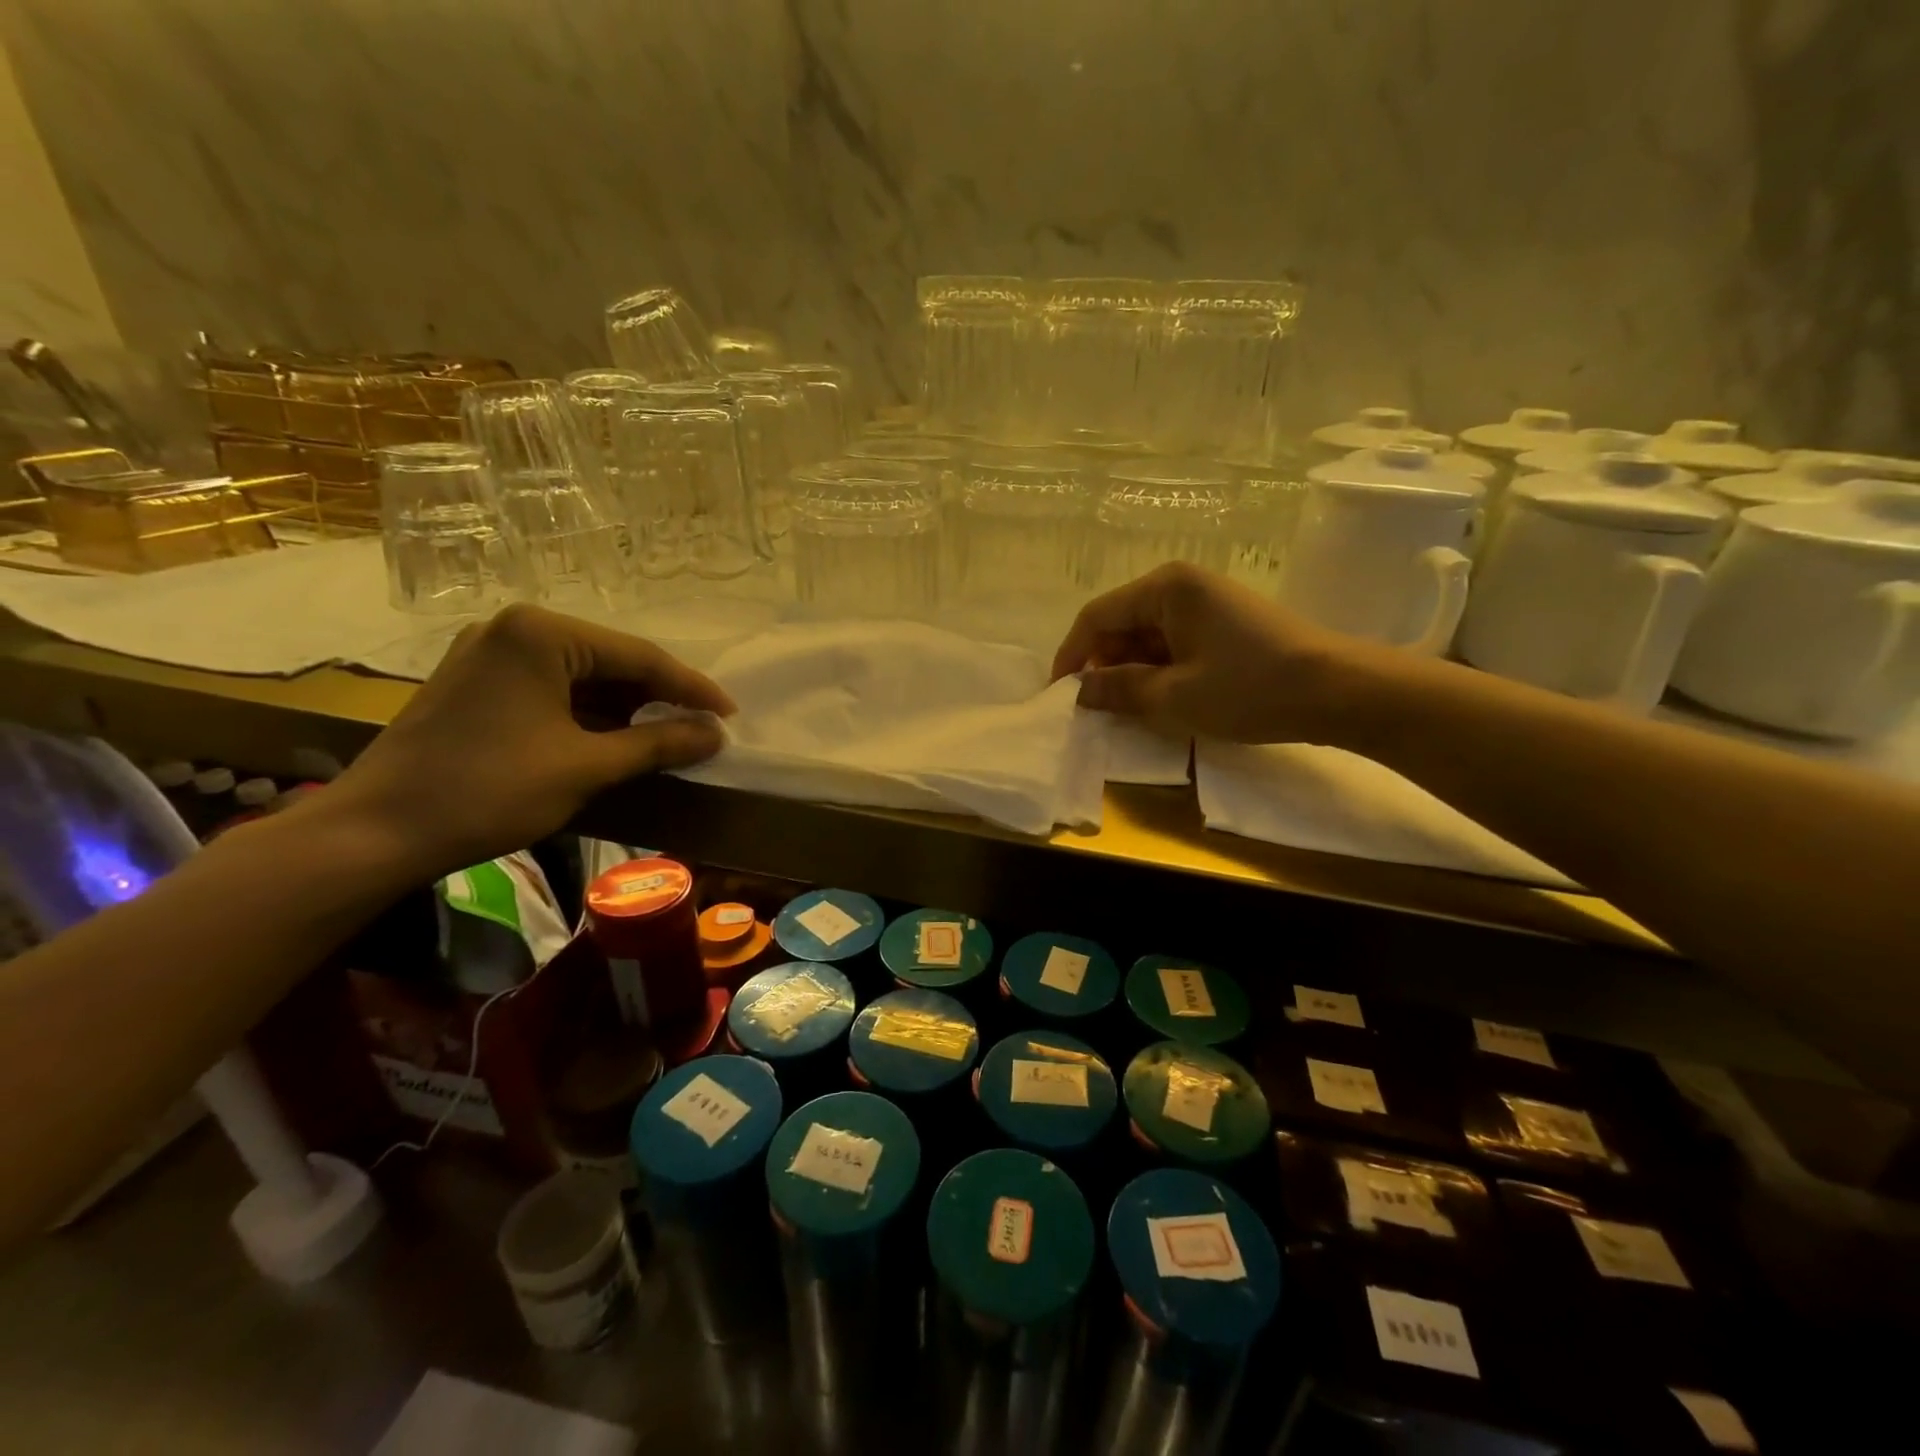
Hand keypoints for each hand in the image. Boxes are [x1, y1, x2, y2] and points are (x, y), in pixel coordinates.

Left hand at [328, 605, 734, 877]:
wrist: (377, 832)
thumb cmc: (489, 790)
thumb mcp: (587, 766)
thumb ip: (659, 743)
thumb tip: (716, 735)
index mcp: (541, 634)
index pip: (639, 657)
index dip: (691, 689)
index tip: (730, 716)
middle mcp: (515, 629)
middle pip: (611, 662)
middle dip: (658, 699)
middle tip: (702, 729)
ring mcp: (490, 653)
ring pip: (583, 677)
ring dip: (626, 709)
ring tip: (668, 738)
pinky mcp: (477, 682)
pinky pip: (553, 689)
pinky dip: (590, 715)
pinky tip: (617, 739)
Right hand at [1051, 562, 1358, 743]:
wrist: (1339, 691)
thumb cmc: (1250, 688)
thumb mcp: (1175, 696)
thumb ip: (1118, 691)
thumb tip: (1078, 692)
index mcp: (1165, 588)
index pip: (1096, 617)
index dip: (1072, 657)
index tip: (1060, 696)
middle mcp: (1182, 584)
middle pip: (1121, 624)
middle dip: (1104, 666)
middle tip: (1099, 710)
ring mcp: (1206, 602)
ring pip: (1147, 636)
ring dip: (1133, 672)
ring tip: (1132, 711)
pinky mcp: (1224, 622)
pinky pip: (1174, 643)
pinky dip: (1160, 670)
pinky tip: (1166, 700)